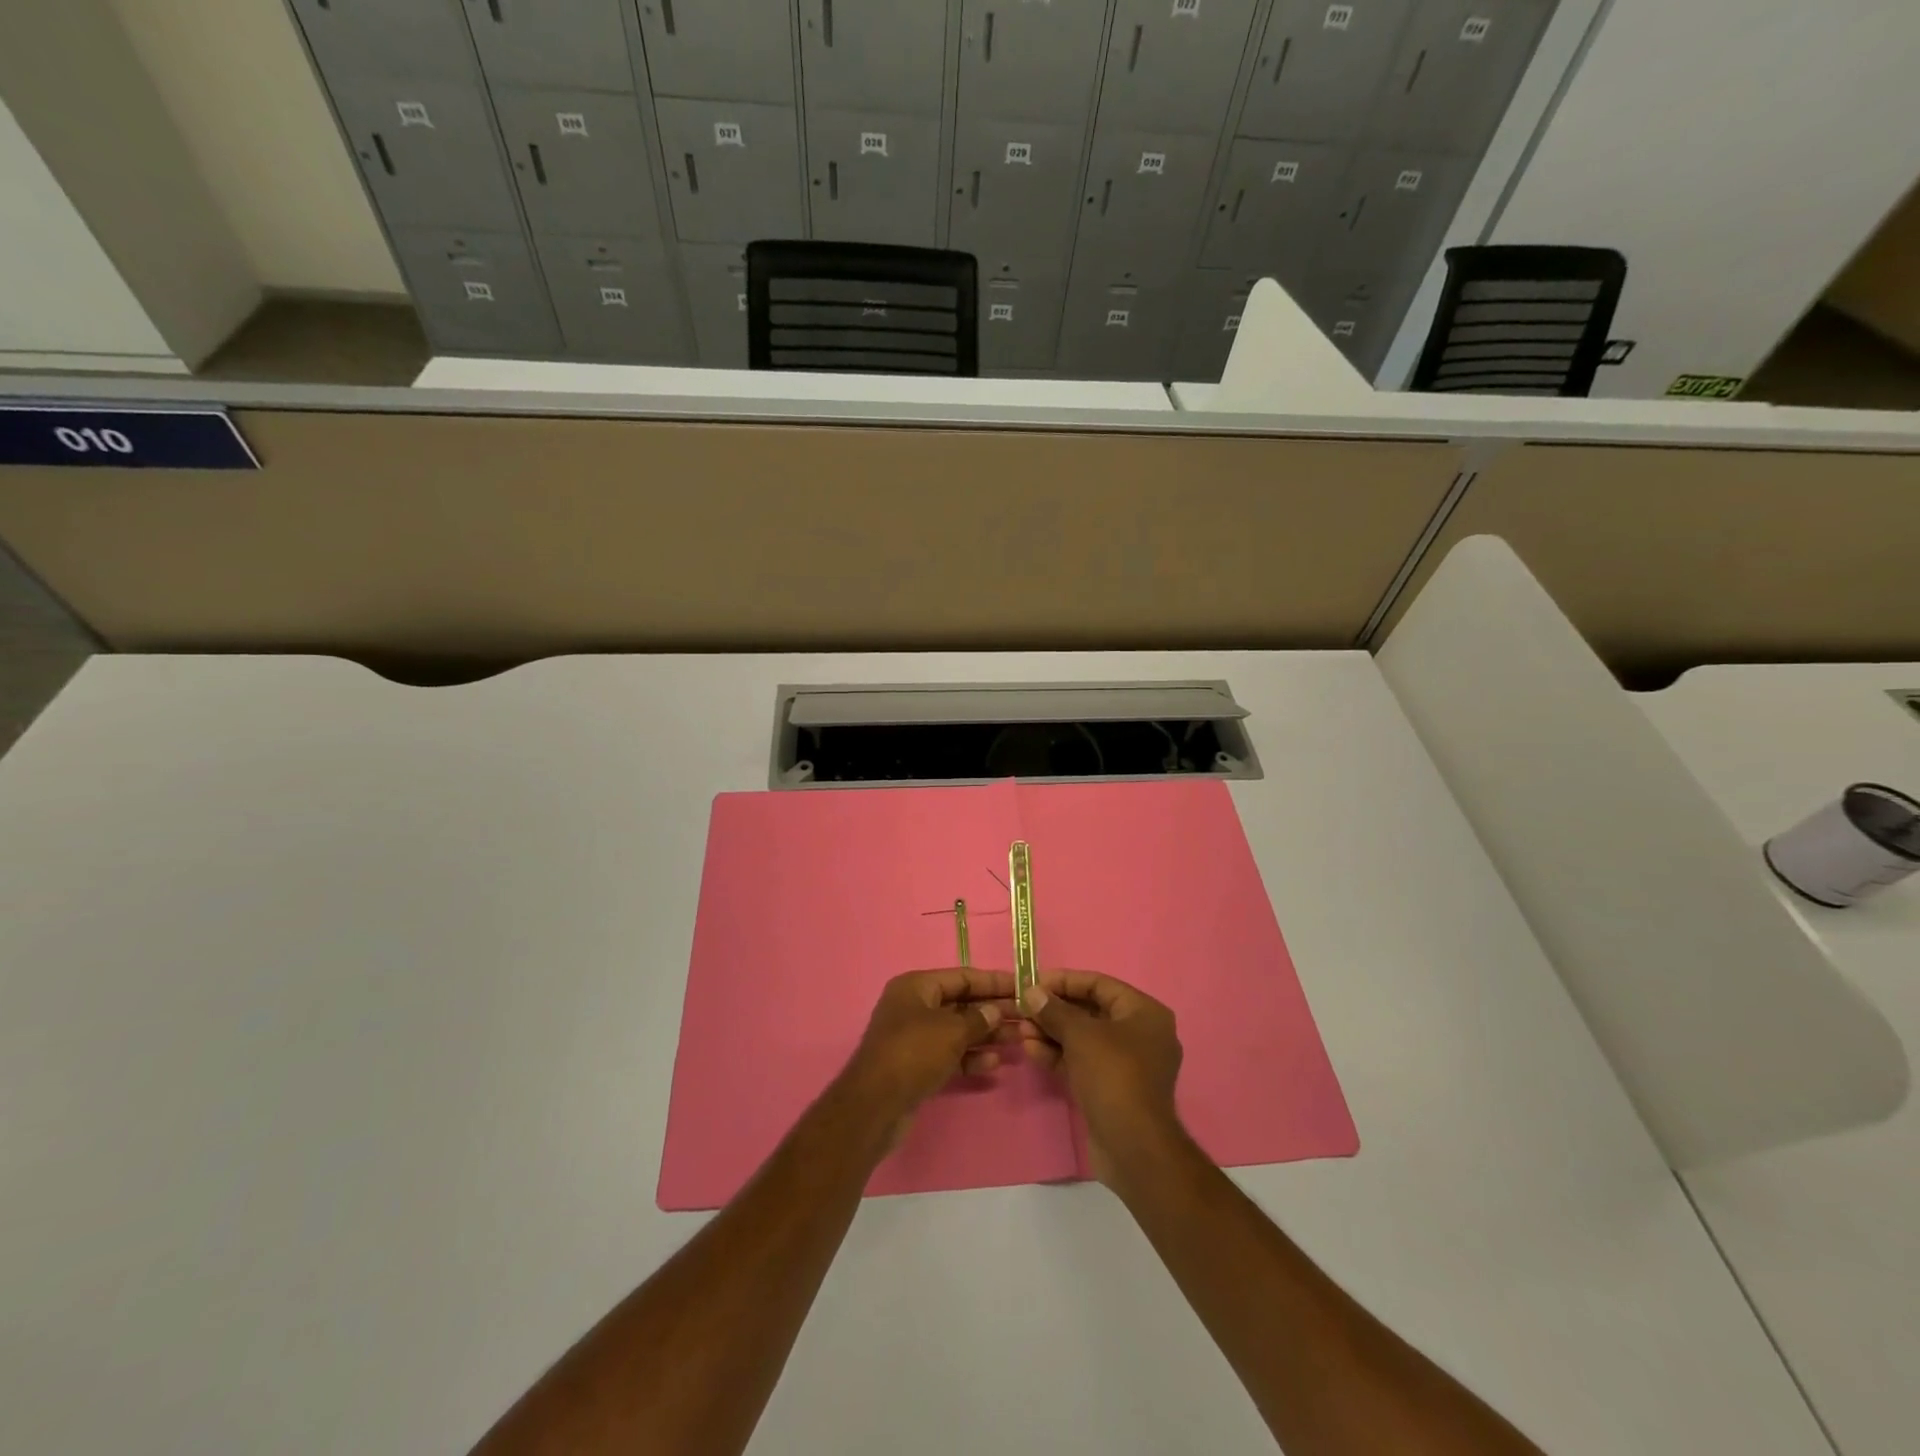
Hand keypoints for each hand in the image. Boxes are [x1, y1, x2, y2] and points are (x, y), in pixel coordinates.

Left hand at [842, 969, 1018, 1135]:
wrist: (875, 1106)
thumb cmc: (913, 1054)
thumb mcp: (950, 1031)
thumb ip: (977, 1019)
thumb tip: (995, 1011)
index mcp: (916, 987)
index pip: (962, 977)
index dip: (993, 981)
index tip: (1022, 986)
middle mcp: (914, 1006)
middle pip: (961, 1003)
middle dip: (993, 1010)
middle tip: (1026, 1016)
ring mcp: (914, 1037)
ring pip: (958, 1030)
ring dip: (987, 1034)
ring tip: (1019, 1039)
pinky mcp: (917, 1065)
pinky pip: (950, 1054)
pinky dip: (970, 1056)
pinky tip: (994, 1063)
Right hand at [1020, 971, 1184, 1185]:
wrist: (1133, 1147)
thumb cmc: (1113, 1075)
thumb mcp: (1081, 1035)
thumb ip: (1055, 1010)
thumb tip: (1032, 992)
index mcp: (1144, 1012)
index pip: (1100, 984)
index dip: (1065, 981)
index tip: (1034, 982)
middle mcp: (1140, 1033)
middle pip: (1091, 1011)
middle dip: (1055, 1010)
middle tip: (1024, 1008)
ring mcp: (1127, 1063)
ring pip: (1084, 1038)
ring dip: (1052, 1032)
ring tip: (1021, 1030)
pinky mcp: (1113, 1088)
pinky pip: (1084, 1061)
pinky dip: (1060, 1055)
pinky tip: (1031, 1050)